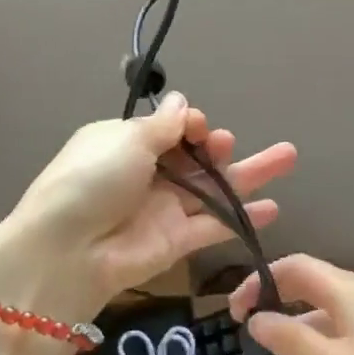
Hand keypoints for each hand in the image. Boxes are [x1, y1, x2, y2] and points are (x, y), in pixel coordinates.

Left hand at [0, 93, 295, 325]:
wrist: (66, 251)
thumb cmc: (92, 181)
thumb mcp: (126, 141)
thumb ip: (162, 126)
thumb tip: (182, 103)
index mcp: (126, 144)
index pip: (169, 129)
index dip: (189, 125)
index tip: (198, 126)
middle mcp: (147, 174)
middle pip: (194, 158)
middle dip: (216, 146)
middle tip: (226, 143)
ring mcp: (164, 209)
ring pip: (213, 188)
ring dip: (248, 174)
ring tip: (287, 157)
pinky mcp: (177, 241)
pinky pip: (215, 225)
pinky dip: (243, 217)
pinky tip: (272, 208)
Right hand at [229, 255, 353, 354]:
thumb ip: (290, 340)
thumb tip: (256, 319)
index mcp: (343, 288)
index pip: (291, 266)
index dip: (258, 281)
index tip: (234, 312)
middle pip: (307, 279)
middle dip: (273, 296)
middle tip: (247, 326)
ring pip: (323, 303)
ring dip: (295, 317)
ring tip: (273, 349)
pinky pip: (340, 320)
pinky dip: (316, 331)